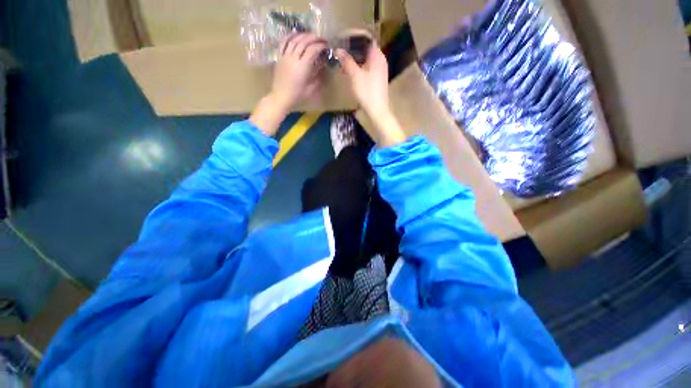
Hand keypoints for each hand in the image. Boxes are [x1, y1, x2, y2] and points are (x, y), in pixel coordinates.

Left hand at [251, 33, 326, 136]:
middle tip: (322, 38)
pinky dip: (290, 36)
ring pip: (294, 40)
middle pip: (304, 42)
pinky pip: (284, 43)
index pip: (312, 50)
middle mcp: (293, 59)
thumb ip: (317, 77)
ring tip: (311, 35)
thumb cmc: (297, 96)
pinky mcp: (279, 57)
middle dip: (314, 38)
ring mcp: (285, 56)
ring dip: (304, 35)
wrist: (281, 97)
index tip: (326, 46)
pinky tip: (295, 34)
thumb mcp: (311, 89)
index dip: (320, 46)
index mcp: (302, 67)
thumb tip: (322, 67)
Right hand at [337, 42, 405, 146]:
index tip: (343, 38)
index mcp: (377, 56)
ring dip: (355, 59)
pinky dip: (359, 67)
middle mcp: (380, 60)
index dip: (355, 36)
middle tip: (341, 50)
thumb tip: (338, 49)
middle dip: (353, 48)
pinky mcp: (378, 79)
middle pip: (366, 49)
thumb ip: (347, 61)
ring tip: (343, 61)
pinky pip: (367, 68)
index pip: (367, 39)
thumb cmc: (367, 92)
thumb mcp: (355, 76)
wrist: (377, 111)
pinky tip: (350, 72)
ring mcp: (380, 70)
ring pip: (366, 59)